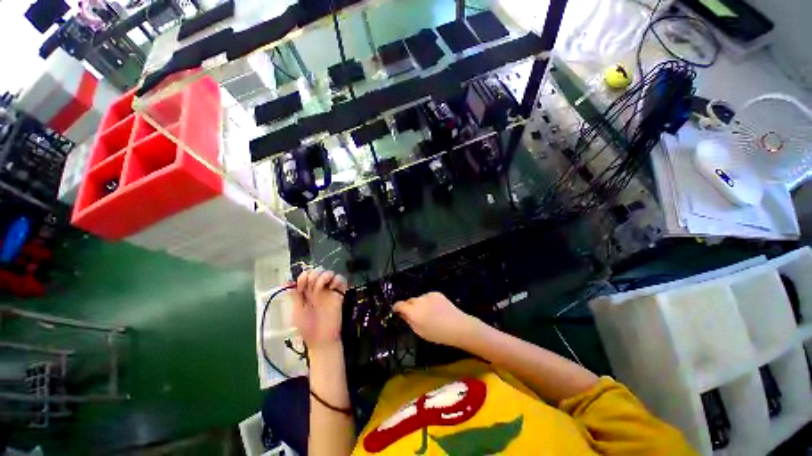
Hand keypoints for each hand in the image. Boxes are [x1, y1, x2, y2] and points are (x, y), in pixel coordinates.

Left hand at [292, 268, 347, 349]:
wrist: (322, 339)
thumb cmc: (307, 328)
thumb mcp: (296, 311)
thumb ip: (294, 296)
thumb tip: (287, 282)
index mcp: (307, 292)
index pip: (306, 275)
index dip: (303, 276)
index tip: (301, 286)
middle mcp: (318, 289)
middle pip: (318, 270)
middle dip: (314, 275)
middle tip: (311, 287)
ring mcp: (329, 291)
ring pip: (330, 273)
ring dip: (324, 276)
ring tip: (320, 288)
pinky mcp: (340, 293)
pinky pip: (342, 279)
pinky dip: (337, 280)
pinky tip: (332, 288)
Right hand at [393, 292, 481, 347]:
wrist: (458, 326)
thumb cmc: (438, 333)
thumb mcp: (420, 332)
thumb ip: (409, 321)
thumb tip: (402, 314)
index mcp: (413, 312)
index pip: (399, 305)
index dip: (396, 308)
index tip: (396, 311)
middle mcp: (419, 300)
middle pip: (409, 301)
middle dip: (409, 307)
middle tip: (415, 315)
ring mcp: (428, 295)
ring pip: (419, 299)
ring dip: (419, 304)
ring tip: (428, 313)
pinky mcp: (436, 293)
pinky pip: (427, 297)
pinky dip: (428, 301)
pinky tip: (436, 309)